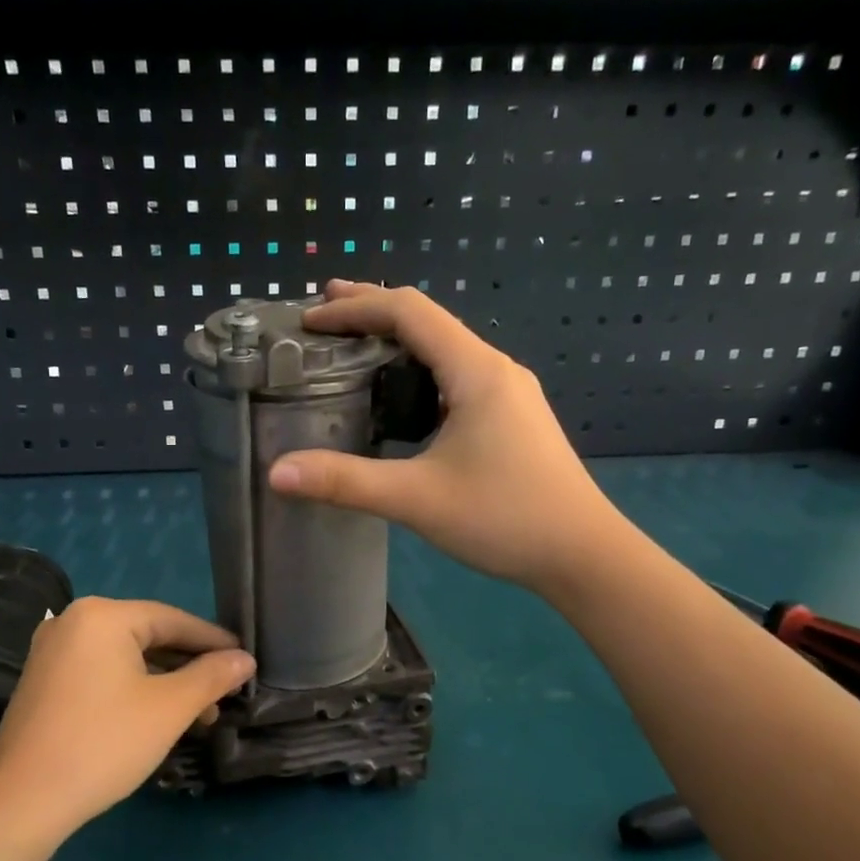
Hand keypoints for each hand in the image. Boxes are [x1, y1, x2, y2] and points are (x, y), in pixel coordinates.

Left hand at [0, 597, 253, 830]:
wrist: (22, 802)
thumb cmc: (104, 744)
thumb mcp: (169, 708)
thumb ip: (212, 676)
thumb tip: (245, 658)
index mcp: (102, 616)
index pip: (173, 619)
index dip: (213, 640)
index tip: (246, 660)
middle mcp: (72, 622)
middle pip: (148, 636)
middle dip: (190, 667)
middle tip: (224, 694)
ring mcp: (52, 652)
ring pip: (126, 658)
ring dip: (165, 683)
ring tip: (198, 716)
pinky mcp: (44, 682)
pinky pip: (101, 673)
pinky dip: (134, 689)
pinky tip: (157, 717)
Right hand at [267, 281, 620, 595]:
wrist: (582, 554)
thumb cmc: (505, 518)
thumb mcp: (417, 499)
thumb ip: (346, 482)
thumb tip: (277, 472)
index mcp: (475, 370)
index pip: (409, 312)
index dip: (355, 307)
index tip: (309, 317)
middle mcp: (494, 369)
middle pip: (427, 322)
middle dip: (372, 313)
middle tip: (321, 316)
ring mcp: (508, 394)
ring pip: (444, 351)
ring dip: (397, 345)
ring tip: (353, 353)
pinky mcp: (512, 419)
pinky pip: (456, 379)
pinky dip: (418, 376)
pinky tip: (400, 402)